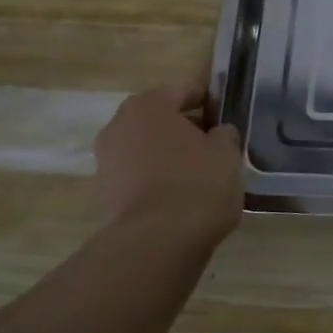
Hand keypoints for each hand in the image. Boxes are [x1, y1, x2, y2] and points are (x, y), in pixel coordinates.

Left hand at [93, 84, 243, 248]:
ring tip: (199, 172)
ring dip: (169, 154)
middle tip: (215, 143)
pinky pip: (138, 175)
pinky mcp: (105, 195)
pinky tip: (181, 194)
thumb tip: (217, 134)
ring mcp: (106, 161)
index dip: (209, 100)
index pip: (184, 90)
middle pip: (160, 119)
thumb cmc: (197, 183)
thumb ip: (224, 134)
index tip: (227, 113)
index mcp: (148, 105)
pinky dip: (157, 178)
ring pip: (147, 148)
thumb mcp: (227, 152)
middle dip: (185, 128)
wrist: (158, 242)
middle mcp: (119, 126)